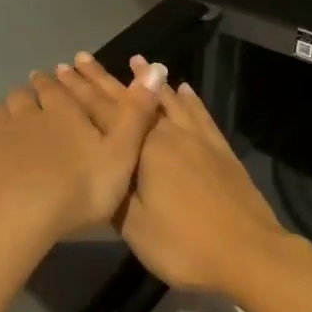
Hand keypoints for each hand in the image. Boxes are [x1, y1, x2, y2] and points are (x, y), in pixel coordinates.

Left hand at [0, 62, 164, 251]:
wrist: (18, 218)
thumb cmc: (78, 189)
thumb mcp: (122, 154)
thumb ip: (137, 113)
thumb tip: (158, 68)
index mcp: (66, 113)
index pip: (64, 90)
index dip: (62, 84)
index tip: (59, 76)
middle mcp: (30, 114)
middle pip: (28, 97)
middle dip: (32, 93)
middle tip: (35, 94)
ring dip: (2, 109)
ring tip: (6, 111)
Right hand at [54, 55, 286, 295]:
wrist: (249, 252)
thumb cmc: (184, 245)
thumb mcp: (135, 227)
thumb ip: (113, 191)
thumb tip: (97, 164)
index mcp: (144, 149)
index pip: (103, 113)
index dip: (79, 93)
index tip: (61, 71)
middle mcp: (169, 133)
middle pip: (131, 100)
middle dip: (103, 80)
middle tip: (81, 58)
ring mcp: (198, 138)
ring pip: (166, 100)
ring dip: (147, 80)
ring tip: (135, 59)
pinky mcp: (220, 148)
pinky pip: (199, 114)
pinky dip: (188, 99)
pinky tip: (183, 88)